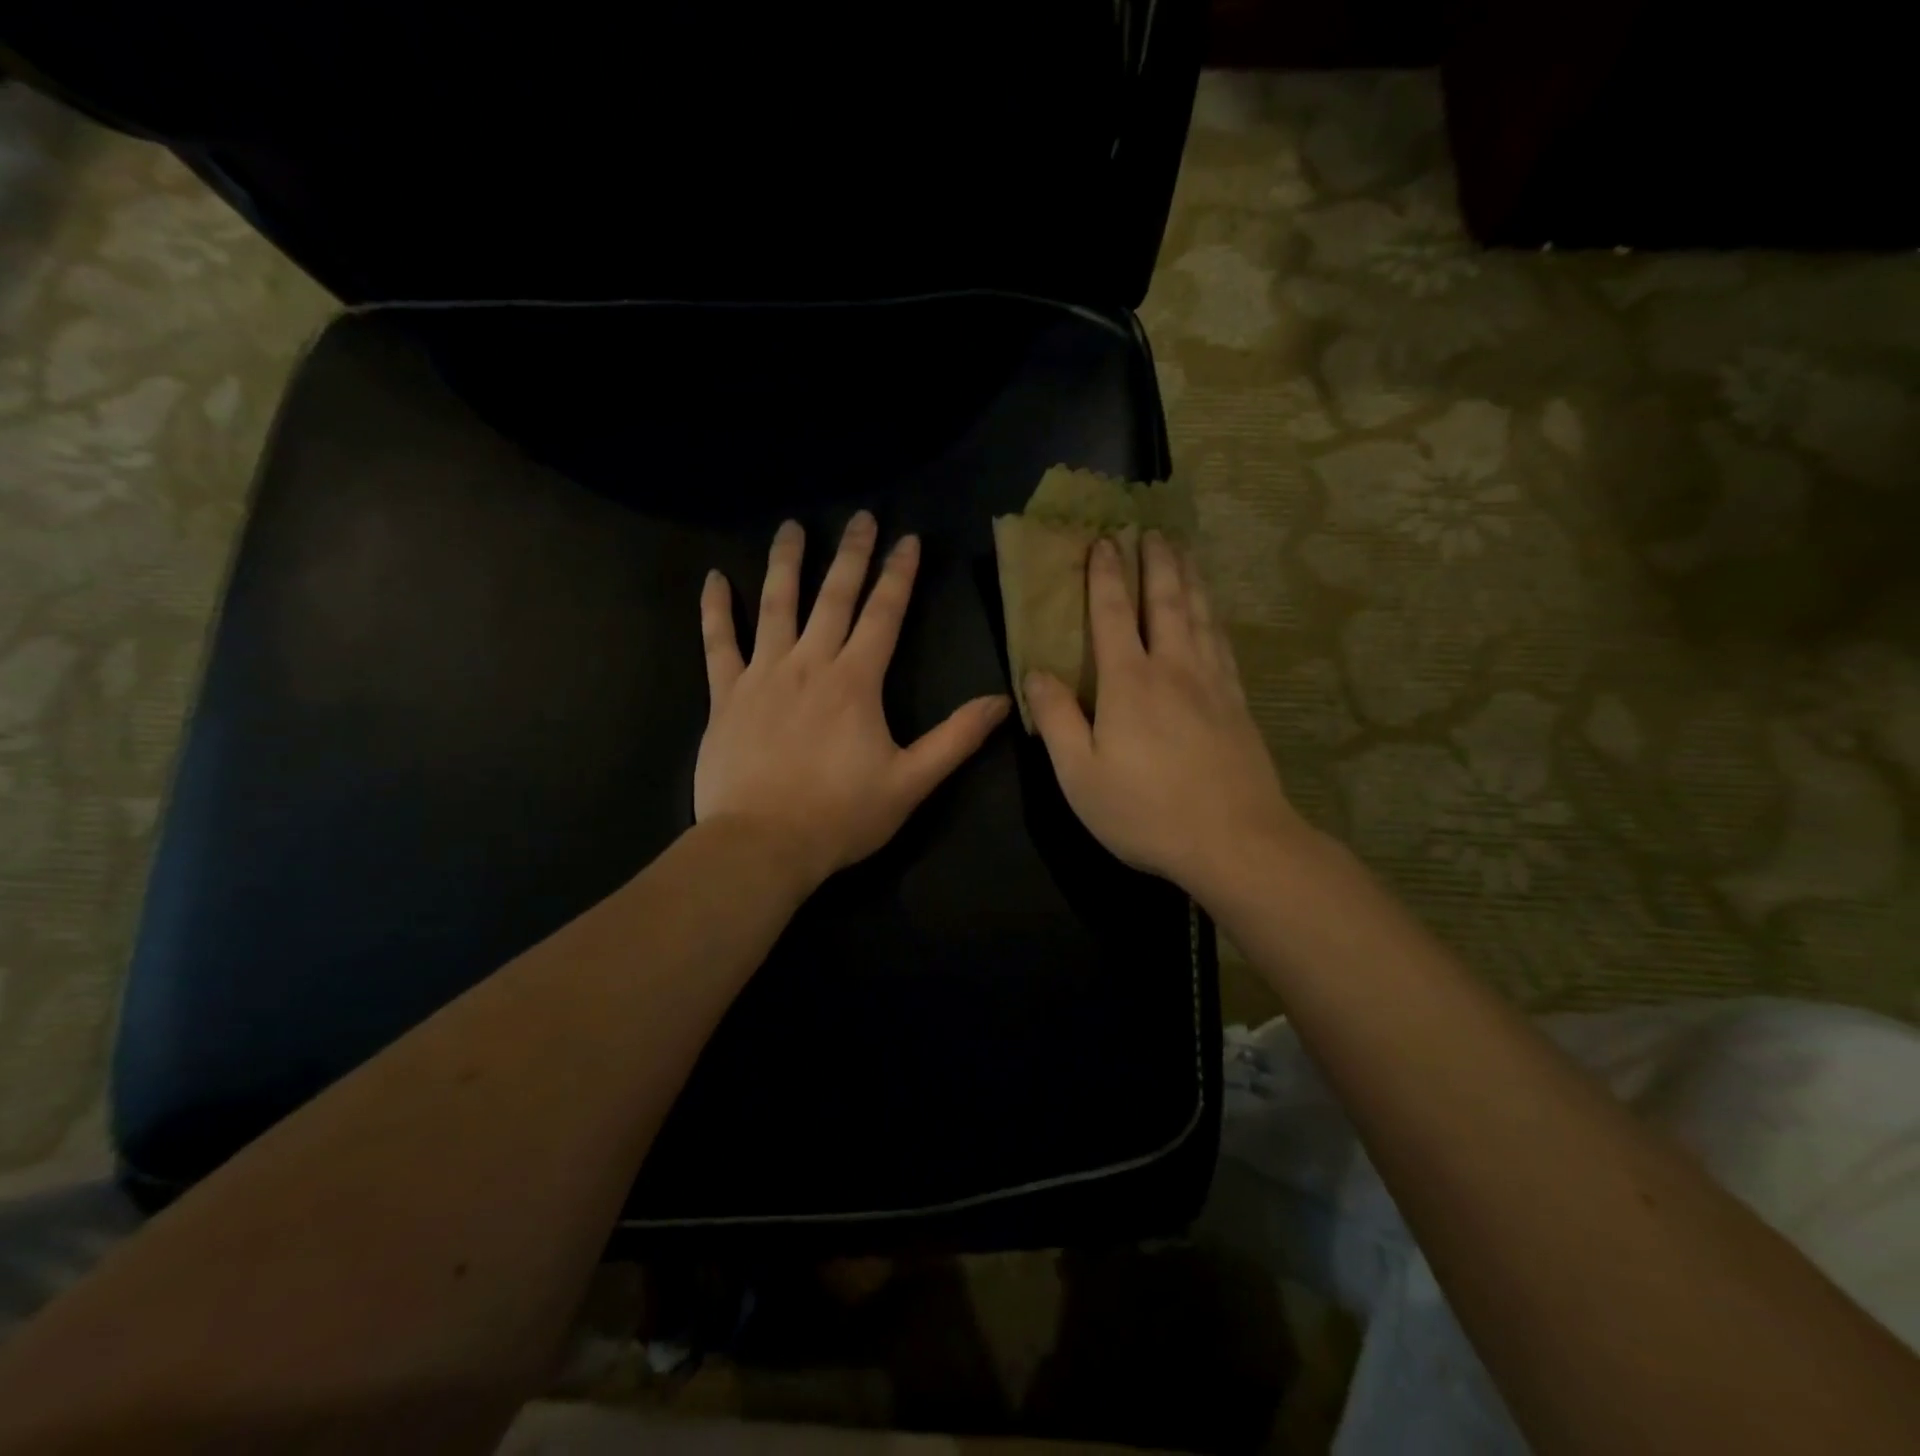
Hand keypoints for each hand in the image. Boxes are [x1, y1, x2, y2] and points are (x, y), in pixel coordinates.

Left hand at [695, 513, 1010, 891]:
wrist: (762, 845)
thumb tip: (1001, 701)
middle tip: (860, 517)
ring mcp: (762, 675)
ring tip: (791, 527)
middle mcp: (809, 664)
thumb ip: (956, 739)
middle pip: (833, 597)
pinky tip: (714, 579)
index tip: (907, 539)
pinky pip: (718, 643)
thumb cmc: (841, 816)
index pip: (883, 615)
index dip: (898, 575)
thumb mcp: (911, 782)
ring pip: (775, 606)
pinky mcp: (726, 696)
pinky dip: (715, 610)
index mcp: (856, 682)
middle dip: (850, 555)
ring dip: (786, 563)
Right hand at [1025, 532, 1306, 904]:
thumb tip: (1035, 672)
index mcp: (1129, 682)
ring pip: (1201, 615)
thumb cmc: (1145, 811)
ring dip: (1190, 577)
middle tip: (1151, 528)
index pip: (1114, 614)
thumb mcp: (1080, 774)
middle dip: (1156, 562)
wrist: (1235, 841)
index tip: (1104, 541)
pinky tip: (1214, 613)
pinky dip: (1214, 616)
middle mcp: (1174, 669)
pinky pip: (1223, 643)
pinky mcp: (1238, 704)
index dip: (1106, 576)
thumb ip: (1057, 718)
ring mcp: (1213, 684)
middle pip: (1167, 601)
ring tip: (1184, 550)